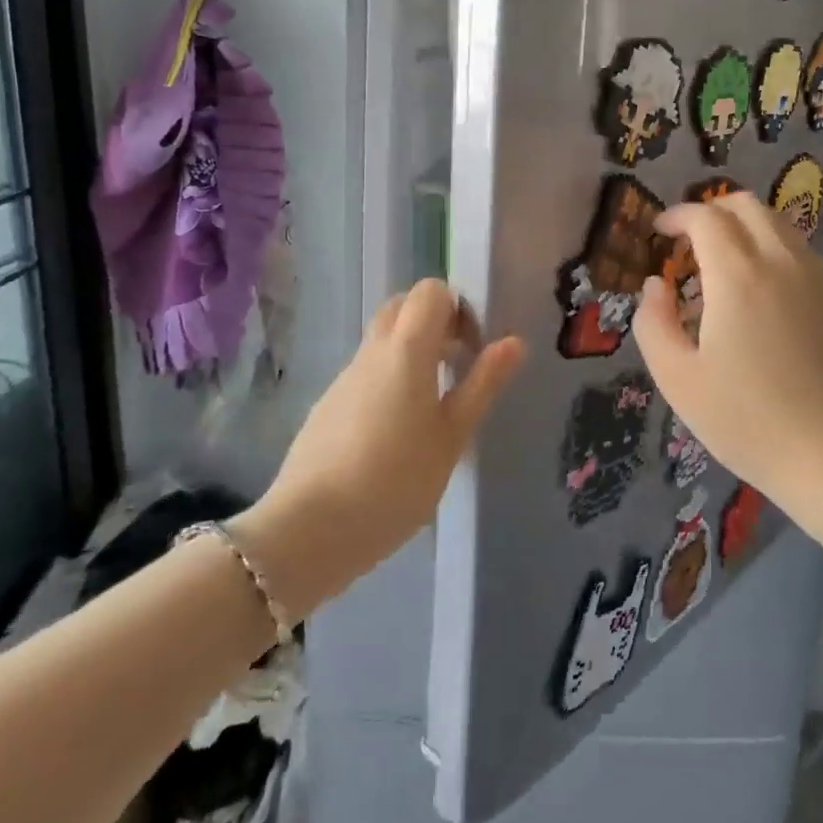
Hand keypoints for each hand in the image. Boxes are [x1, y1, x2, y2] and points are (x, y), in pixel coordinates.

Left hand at [234, 279, 524, 614]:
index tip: (472, 349)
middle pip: (402, 307)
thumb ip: (483, 384)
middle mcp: (371, 352)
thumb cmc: (395, 481)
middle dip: (435, 324)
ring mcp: (344, 379)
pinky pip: (366, 374)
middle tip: (456, 367)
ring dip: (413, 355)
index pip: (430, 291)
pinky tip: (397, 435)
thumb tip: (514, 341)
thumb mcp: (452, 436)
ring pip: (383, 342)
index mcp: (406, 350)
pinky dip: (389, 382)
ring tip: (433, 408)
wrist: (308, 530)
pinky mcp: (327, 406)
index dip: (458, 309)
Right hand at [632, 191, 822, 495]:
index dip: (677, 216)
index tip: (660, 233)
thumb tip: (655, 286)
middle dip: (711, 211)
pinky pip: (800, 251)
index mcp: (738, 274)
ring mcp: (817, 276)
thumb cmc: (746, 418)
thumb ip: (653, 323)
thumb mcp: (678, 378)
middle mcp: (781, 260)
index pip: (705, 216)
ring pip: (778, 224)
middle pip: (746, 205)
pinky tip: (762, 292)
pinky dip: (772, 250)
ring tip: (724, 266)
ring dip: (744, 228)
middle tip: (690, 243)